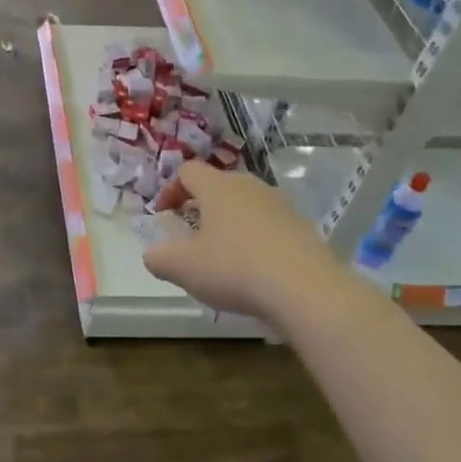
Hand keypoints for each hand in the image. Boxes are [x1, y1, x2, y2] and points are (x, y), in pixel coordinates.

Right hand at [144, 162, 348, 321]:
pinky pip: (269, 227)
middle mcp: (250, 186)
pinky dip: (255, 241)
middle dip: (200, 207)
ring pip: (246, 206)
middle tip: (190, 236)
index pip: (187, 171)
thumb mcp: (183, 267)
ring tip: (222, 257)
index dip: (170, 190)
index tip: (163, 215)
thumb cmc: (235, 269)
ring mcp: (281, 206)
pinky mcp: (303, 228)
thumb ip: (158, 257)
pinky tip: (254, 272)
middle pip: (218, 186)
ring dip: (229, 225)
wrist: (307, 290)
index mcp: (218, 187)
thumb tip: (154, 254)